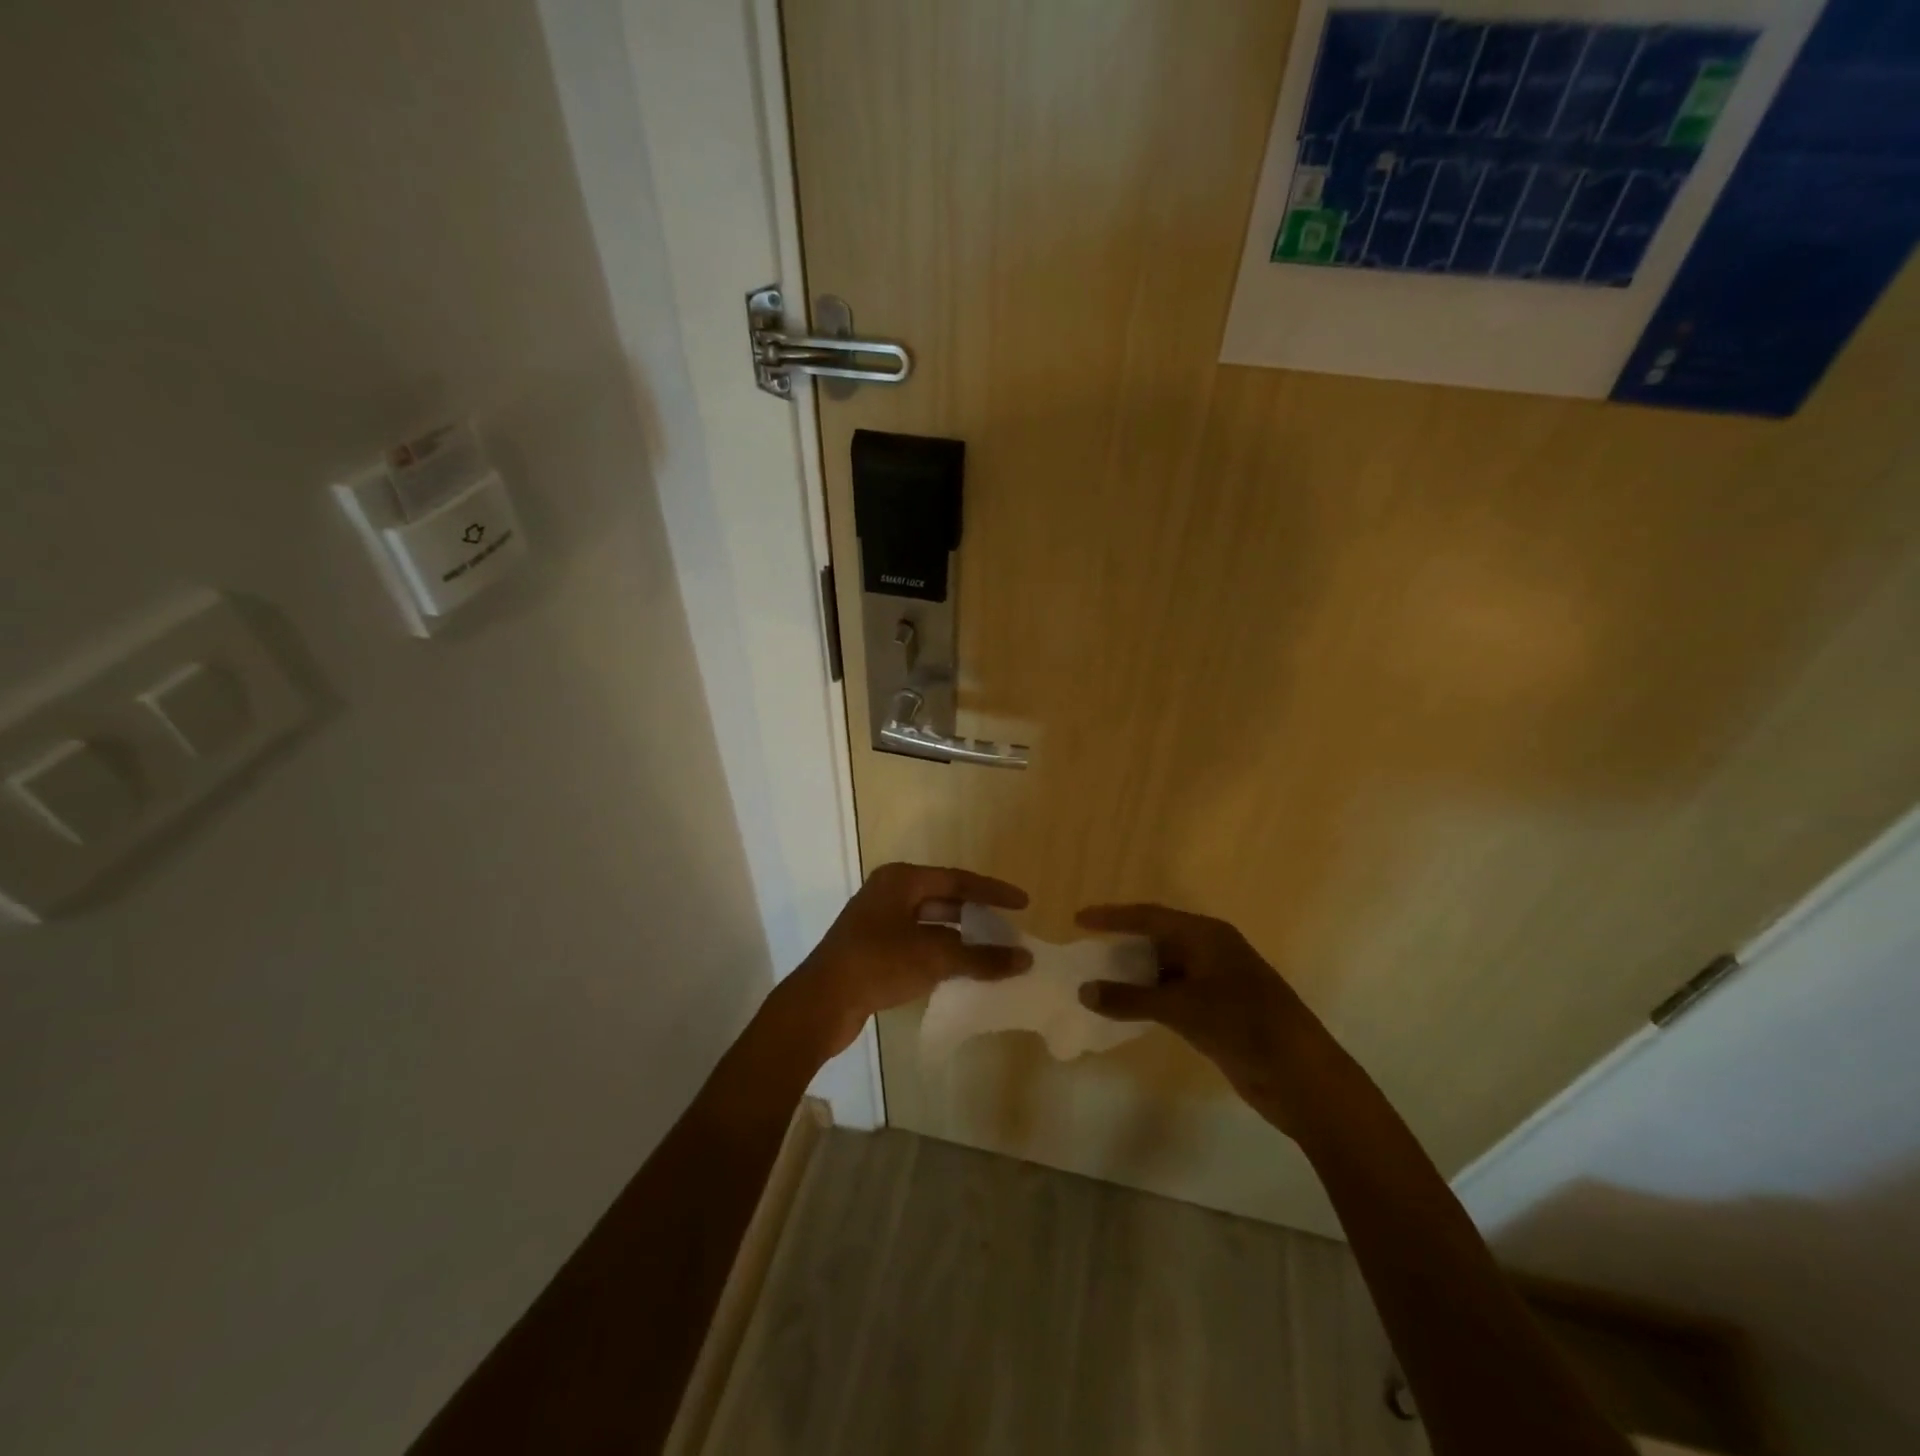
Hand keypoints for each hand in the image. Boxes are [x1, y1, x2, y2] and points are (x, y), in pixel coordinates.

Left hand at [792, 862, 1032, 1054]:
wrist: (821, 1003)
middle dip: (977, 914)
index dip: (993, 892)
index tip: (1023, 903)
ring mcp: (878, 922)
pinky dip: (942, 953)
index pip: (958, 880)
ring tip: (992, 952)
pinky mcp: (874, 949)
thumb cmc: (878, 964)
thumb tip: (1024, 959)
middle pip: (944, 898)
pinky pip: (918, 943)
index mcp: (901, 880)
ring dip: (961, 937)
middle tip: (1008, 929)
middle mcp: (889, 893)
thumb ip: (981, 957)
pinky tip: (962, 970)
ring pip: (931, 923)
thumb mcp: (934, 957)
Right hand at [1075, 904, 1328, 1134]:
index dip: (1113, 917)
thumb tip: (1085, 990)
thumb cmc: (1243, 1025)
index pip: (1150, 917)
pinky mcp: (1219, 1011)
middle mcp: (1211, 951)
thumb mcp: (1182, 1008)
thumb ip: (1131, 998)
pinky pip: (1174, 995)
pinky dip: (1150, 999)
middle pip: (1157, 939)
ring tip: (1098, 983)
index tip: (1078, 919)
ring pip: (1165, 969)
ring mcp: (1217, 982)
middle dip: (1122, 945)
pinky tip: (1128, 1010)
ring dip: (1134, 976)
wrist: (1302, 1076)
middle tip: (1085, 953)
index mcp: (1207, 936)